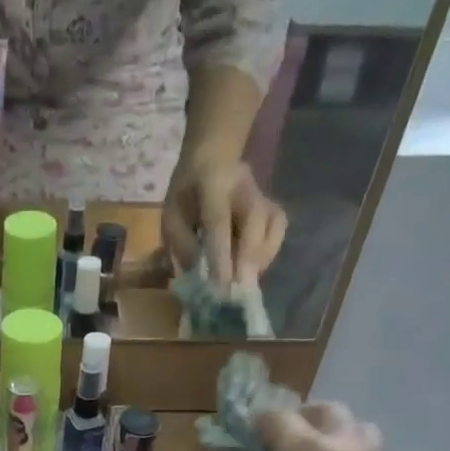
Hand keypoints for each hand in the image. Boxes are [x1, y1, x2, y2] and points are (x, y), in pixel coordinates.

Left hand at [162, 152, 287, 287]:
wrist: (212, 159)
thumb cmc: (186, 192)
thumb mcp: (171, 215)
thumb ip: (182, 244)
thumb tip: (199, 275)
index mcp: (212, 184)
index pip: (218, 221)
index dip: (221, 254)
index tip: (221, 284)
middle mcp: (244, 186)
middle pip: (255, 221)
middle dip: (248, 259)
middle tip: (238, 291)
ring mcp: (263, 194)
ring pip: (272, 226)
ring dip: (259, 260)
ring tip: (242, 284)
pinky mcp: (273, 205)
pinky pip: (277, 231)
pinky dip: (267, 254)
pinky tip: (252, 269)